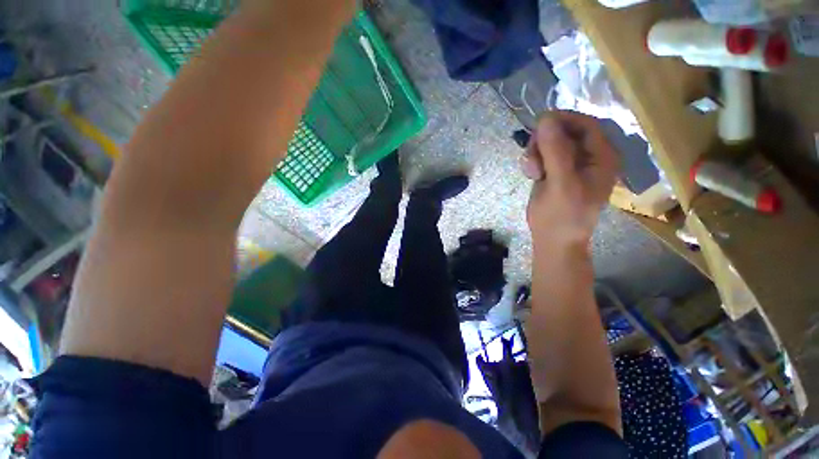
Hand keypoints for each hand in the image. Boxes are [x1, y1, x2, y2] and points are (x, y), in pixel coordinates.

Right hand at [521, 112, 617, 251]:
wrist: (552, 239)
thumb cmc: (561, 216)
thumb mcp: (561, 184)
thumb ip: (556, 151)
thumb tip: (546, 118)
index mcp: (602, 157)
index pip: (586, 124)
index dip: (563, 120)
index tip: (538, 125)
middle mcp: (590, 157)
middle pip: (566, 131)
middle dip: (545, 140)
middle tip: (531, 155)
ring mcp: (571, 164)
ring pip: (551, 143)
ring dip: (536, 152)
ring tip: (531, 171)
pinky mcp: (556, 171)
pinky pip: (543, 155)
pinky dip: (534, 160)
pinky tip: (531, 174)